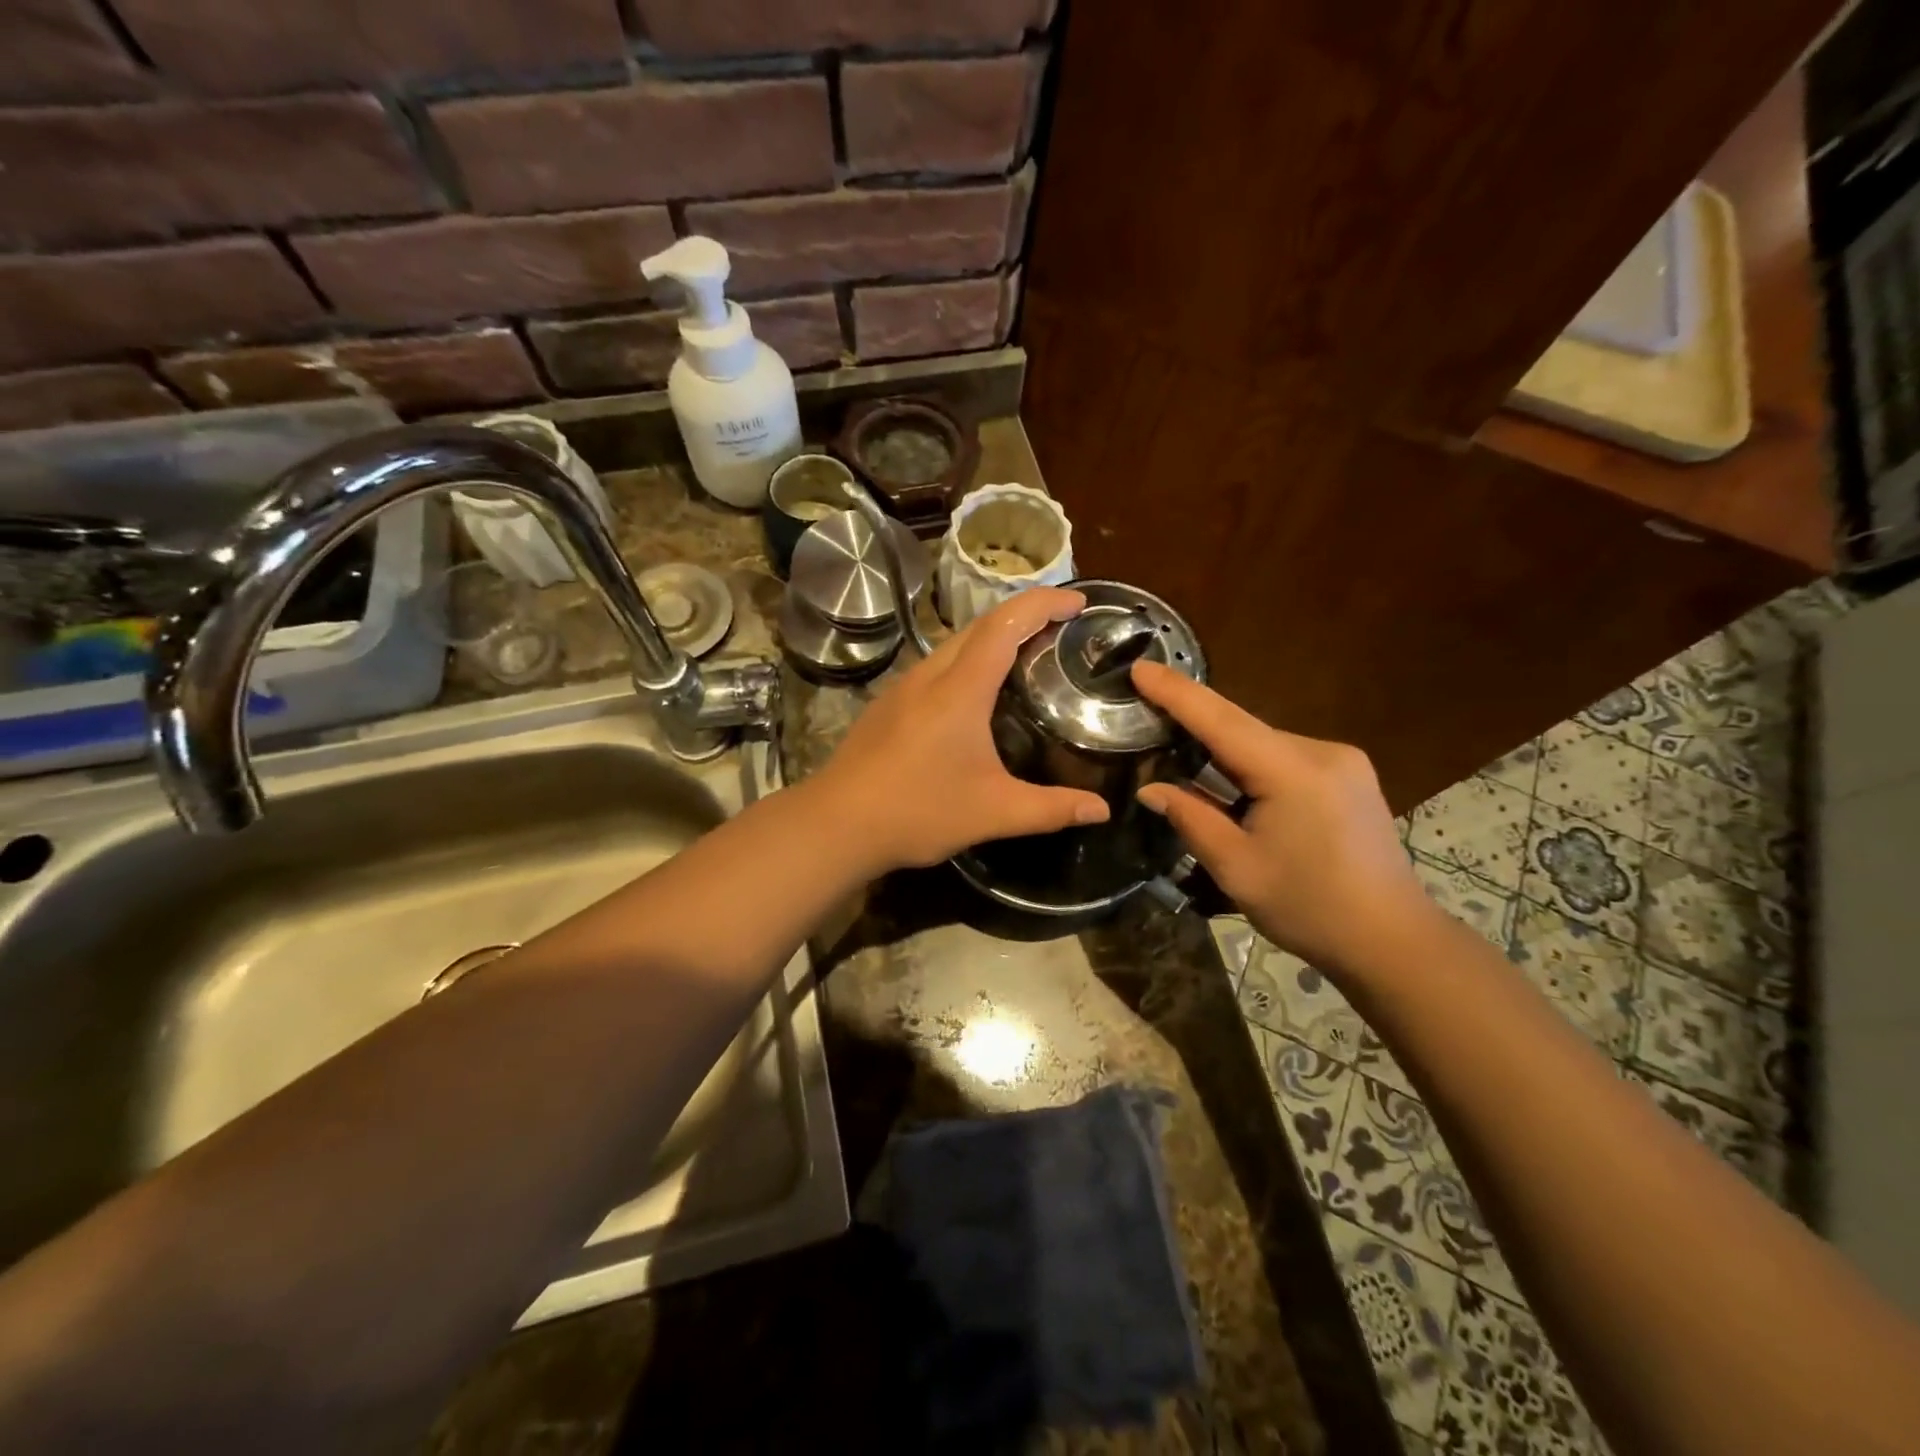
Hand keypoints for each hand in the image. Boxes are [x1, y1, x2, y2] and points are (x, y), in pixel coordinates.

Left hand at [816, 588, 1110, 872]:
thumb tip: (1102, 810)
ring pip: (953, 645)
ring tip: (1026, 656)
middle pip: (980, 625)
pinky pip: (935, 667)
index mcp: (960, 689)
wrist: (836, 824)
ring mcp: (902, 688)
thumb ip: (1051, 809)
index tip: (1079, 601)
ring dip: (992, 638)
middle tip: (1061, 629)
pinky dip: (967, 662)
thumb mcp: (994, 813)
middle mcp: (929, 676)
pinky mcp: (887, 705)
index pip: (1006, 624)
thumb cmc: (918, 812)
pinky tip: (975, 696)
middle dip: (1023, 614)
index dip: (1045, 604)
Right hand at [1131, 660, 1432, 974]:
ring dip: (1224, 752)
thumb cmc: (1310, 908)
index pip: (1221, 720)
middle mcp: (1322, 751)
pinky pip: (1285, 757)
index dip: (1176, 693)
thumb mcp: (1237, 868)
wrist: (1393, 941)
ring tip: (1182, 762)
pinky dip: (1251, 765)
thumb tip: (1150, 790)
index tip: (1140, 668)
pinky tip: (1233, 786)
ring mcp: (1342, 762)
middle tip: (1147, 722)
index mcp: (1293, 771)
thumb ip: (1191, 819)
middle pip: (1242, 728)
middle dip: (1195, 725)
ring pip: (1263, 743)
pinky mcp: (1350, 777)